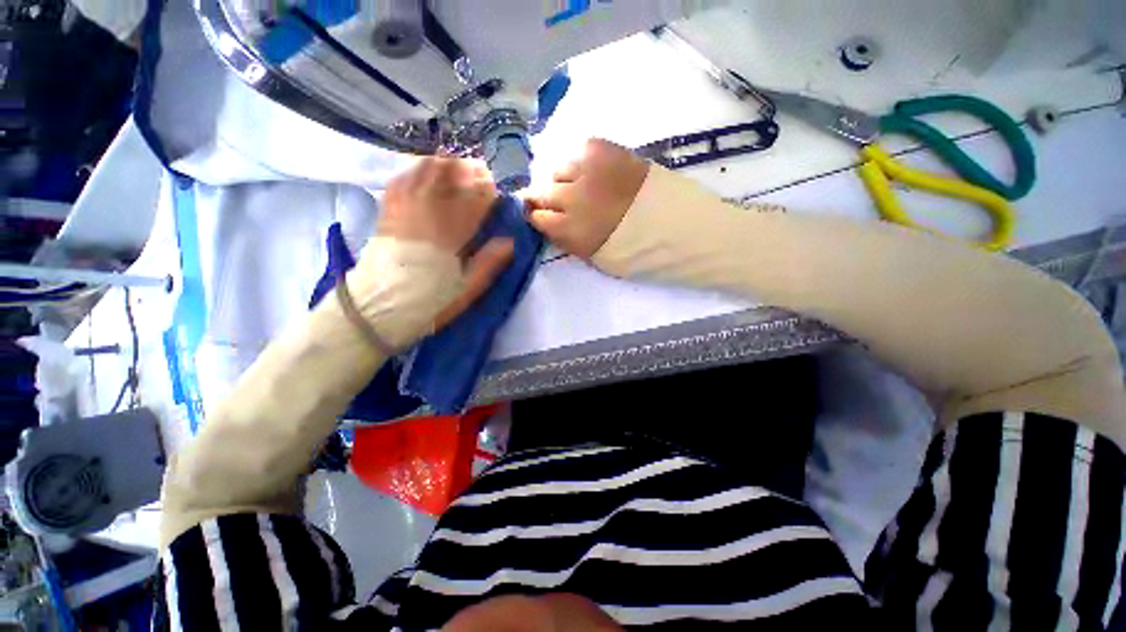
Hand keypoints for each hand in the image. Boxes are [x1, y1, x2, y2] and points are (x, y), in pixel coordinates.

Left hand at [378, 156, 513, 326]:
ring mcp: (404, 211)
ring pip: (422, 176)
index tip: (495, 186)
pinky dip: (413, 170)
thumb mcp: (466, 290)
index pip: (472, 202)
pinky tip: (422, 167)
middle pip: (448, 181)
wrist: (380, 308)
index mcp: (450, 236)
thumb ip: (489, 264)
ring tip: (454, 162)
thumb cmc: (429, 302)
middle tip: (479, 169)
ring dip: (441, 166)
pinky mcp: (387, 214)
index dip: (485, 191)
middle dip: (466, 171)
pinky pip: (400, 181)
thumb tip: (509, 241)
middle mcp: (427, 216)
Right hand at [526, 139, 649, 258]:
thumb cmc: (632, 249)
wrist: (671, 224)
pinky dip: (583, 161)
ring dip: (565, 180)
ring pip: (558, 170)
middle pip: (541, 192)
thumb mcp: (592, 257)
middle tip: (559, 202)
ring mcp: (586, 170)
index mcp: (569, 230)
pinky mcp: (603, 149)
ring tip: (583, 186)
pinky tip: (597, 172)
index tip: (543, 217)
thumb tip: (550, 225)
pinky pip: (580, 150)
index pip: (536, 217)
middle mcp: (571, 198)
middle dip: (545, 199)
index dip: (538, 217)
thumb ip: (566, 240)